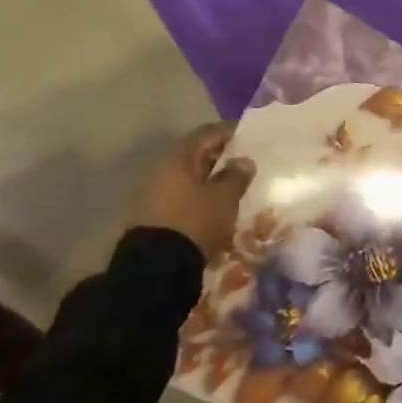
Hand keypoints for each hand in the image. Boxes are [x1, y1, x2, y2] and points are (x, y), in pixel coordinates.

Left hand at [128, 124, 255, 261]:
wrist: (155, 269)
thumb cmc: (194, 221)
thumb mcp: (224, 198)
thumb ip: (236, 176)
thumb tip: (243, 161)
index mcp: (178, 157)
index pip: (207, 133)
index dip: (230, 133)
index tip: (250, 138)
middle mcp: (161, 169)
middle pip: (195, 155)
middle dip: (220, 158)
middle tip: (244, 165)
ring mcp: (153, 193)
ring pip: (188, 178)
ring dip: (209, 180)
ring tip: (232, 189)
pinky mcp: (152, 216)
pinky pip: (181, 197)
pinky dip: (198, 198)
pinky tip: (214, 209)